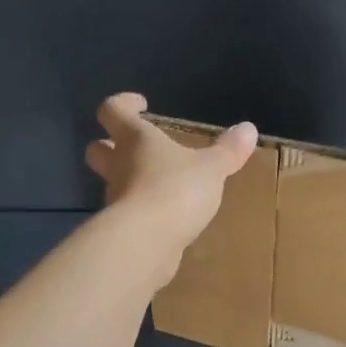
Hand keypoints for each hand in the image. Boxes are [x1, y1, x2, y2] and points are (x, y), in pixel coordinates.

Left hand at [86, 93, 258, 253]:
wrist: (146, 242)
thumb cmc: (176, 190)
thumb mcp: (211, 168)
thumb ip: (227, 151)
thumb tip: (248, 129)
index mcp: (134, 139)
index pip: (113, 110)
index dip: (123, 104)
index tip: (140, 105)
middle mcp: (118, 166)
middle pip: (98, 149)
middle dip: (110, 145)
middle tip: (134, 147)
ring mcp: (115, 200)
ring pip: (113, 183)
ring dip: (128, 181)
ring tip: (158, 186)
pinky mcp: (121, 230)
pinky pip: (128, 214)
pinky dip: (141, 212)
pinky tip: (163, 219)